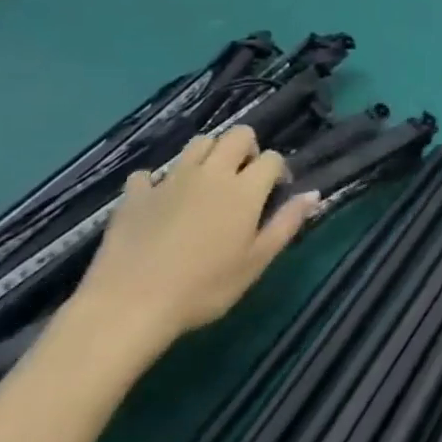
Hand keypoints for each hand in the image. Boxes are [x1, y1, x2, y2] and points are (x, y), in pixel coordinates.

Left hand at [72, 127, 317, 356]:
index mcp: (245, 189)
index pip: (272, 157)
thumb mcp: (256, 262)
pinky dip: (159, 181)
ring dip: (209, 155)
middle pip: (237, 134)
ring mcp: (170, 180)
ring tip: (207, 184)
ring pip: (198, 143)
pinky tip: (160, 203)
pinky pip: (150, 173)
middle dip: (247, 148)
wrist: (128, 306)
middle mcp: (211, 173)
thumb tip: (313, 194)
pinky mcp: (134, 195)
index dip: (278, 172)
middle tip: (243, 179)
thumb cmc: (203, 288)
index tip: (274, 195)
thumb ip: (286, 224)